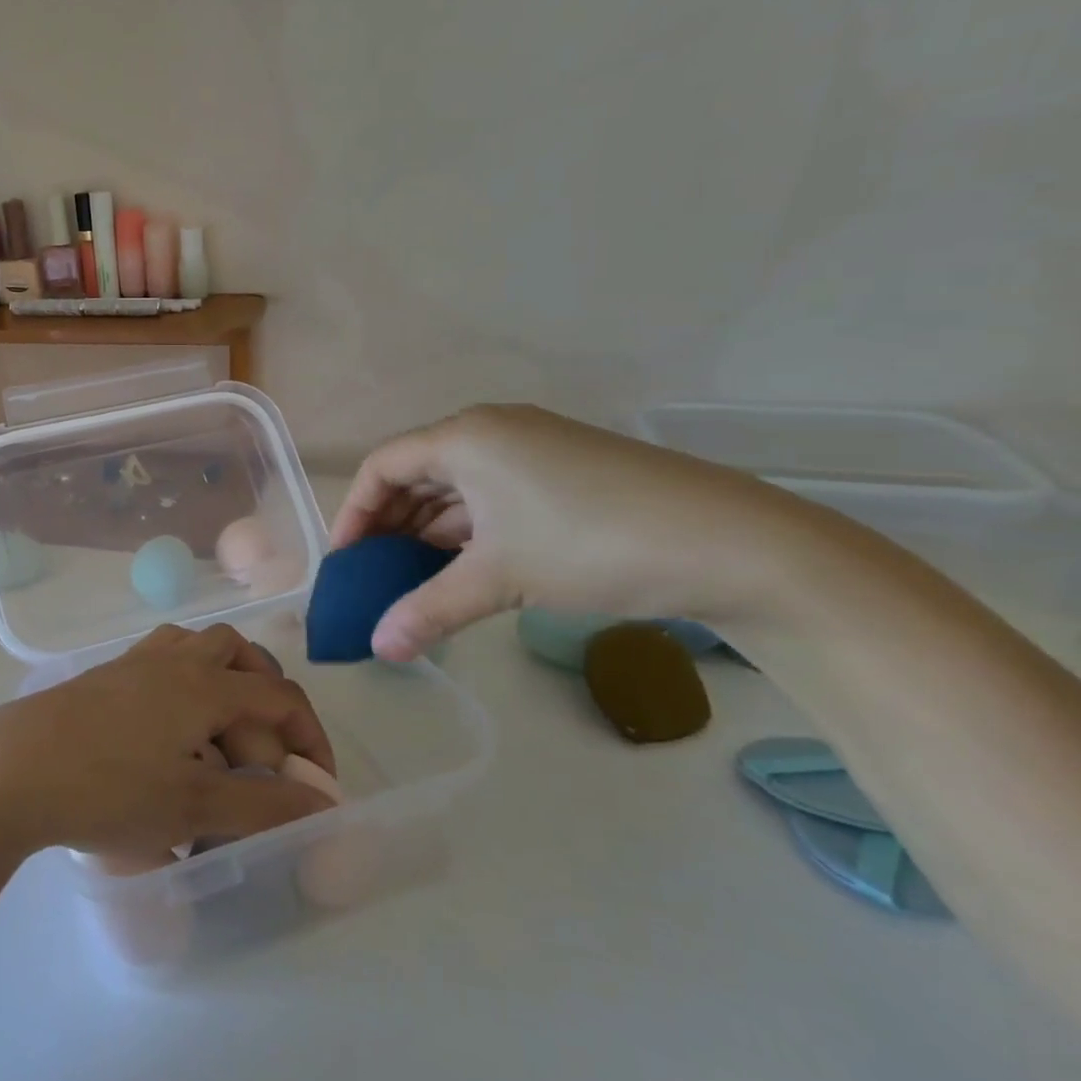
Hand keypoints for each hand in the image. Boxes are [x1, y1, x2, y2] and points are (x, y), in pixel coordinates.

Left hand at [0, 624, 335, 859]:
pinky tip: (168, 732)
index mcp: (205, 684)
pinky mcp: (105, 675)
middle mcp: (175, 659)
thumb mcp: (193, 807)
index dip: (310, 737)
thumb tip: (323, 806)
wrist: (12, 769)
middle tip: (261, 756)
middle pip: (239, 653)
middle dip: (265, 698)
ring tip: (218, 738)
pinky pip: (162, 662)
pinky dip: (184, 685)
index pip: (279, 696)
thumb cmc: (109, 789)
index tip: (316, 786)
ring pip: (197, 648)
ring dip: (222, 682)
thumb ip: (264, 807)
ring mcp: (135, 662)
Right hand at [331, 405, 786, 661]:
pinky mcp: (565, 474)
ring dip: (429, 533)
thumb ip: (428, 610)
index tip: (344, 563)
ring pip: (457, 489)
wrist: (736, 545)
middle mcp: (493, 431)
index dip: (353, 513)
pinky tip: (465, 570)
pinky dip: (469, 533)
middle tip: (373, 577)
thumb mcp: (500, 578)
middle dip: (389, 526)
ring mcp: (533, 450)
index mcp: (466, 436)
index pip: (382, 466)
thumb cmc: (592, 544)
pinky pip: (493, 498)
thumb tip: (378, 649)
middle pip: (417, 474)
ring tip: (413, 581)